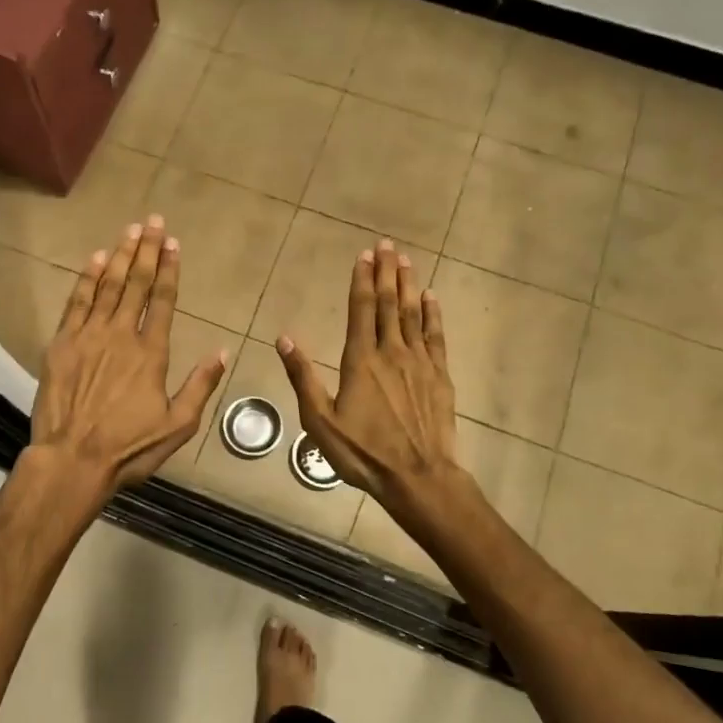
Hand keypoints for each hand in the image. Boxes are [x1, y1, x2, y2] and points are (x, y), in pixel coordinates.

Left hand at [28, 215, 227, 498]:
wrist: (72, 460)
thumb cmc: (129, 448)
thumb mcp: (178, 426)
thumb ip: (200, 386)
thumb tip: (222, 352)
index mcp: (152, 353)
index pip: (163, 300)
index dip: (169, 269)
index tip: (172, 243)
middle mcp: (121, 335)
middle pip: (135, 283)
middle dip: (145, 250)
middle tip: (152, 221)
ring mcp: (89, 336)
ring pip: (106, 286)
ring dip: (118, 256)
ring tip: (128, 230)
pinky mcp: (62, 344)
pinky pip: (77, 302)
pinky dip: (86, 278)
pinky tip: (94, 259)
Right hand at [276, 240, 462, 508]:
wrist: (418, 477)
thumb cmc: (363, 452)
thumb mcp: (320, 420)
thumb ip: (302, 377)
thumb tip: (284, 338)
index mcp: (360, 360)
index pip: (361, 310)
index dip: (361, 281)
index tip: (363, 255)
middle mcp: (391, 352)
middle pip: (389, 304)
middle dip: (386, 272)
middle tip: (387, 245)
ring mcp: (419, 363)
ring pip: (412, 314)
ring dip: (408, 285)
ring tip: (406, 261)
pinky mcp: (439, 377)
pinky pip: (435, 336)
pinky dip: (433, 314)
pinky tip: (431, 298)